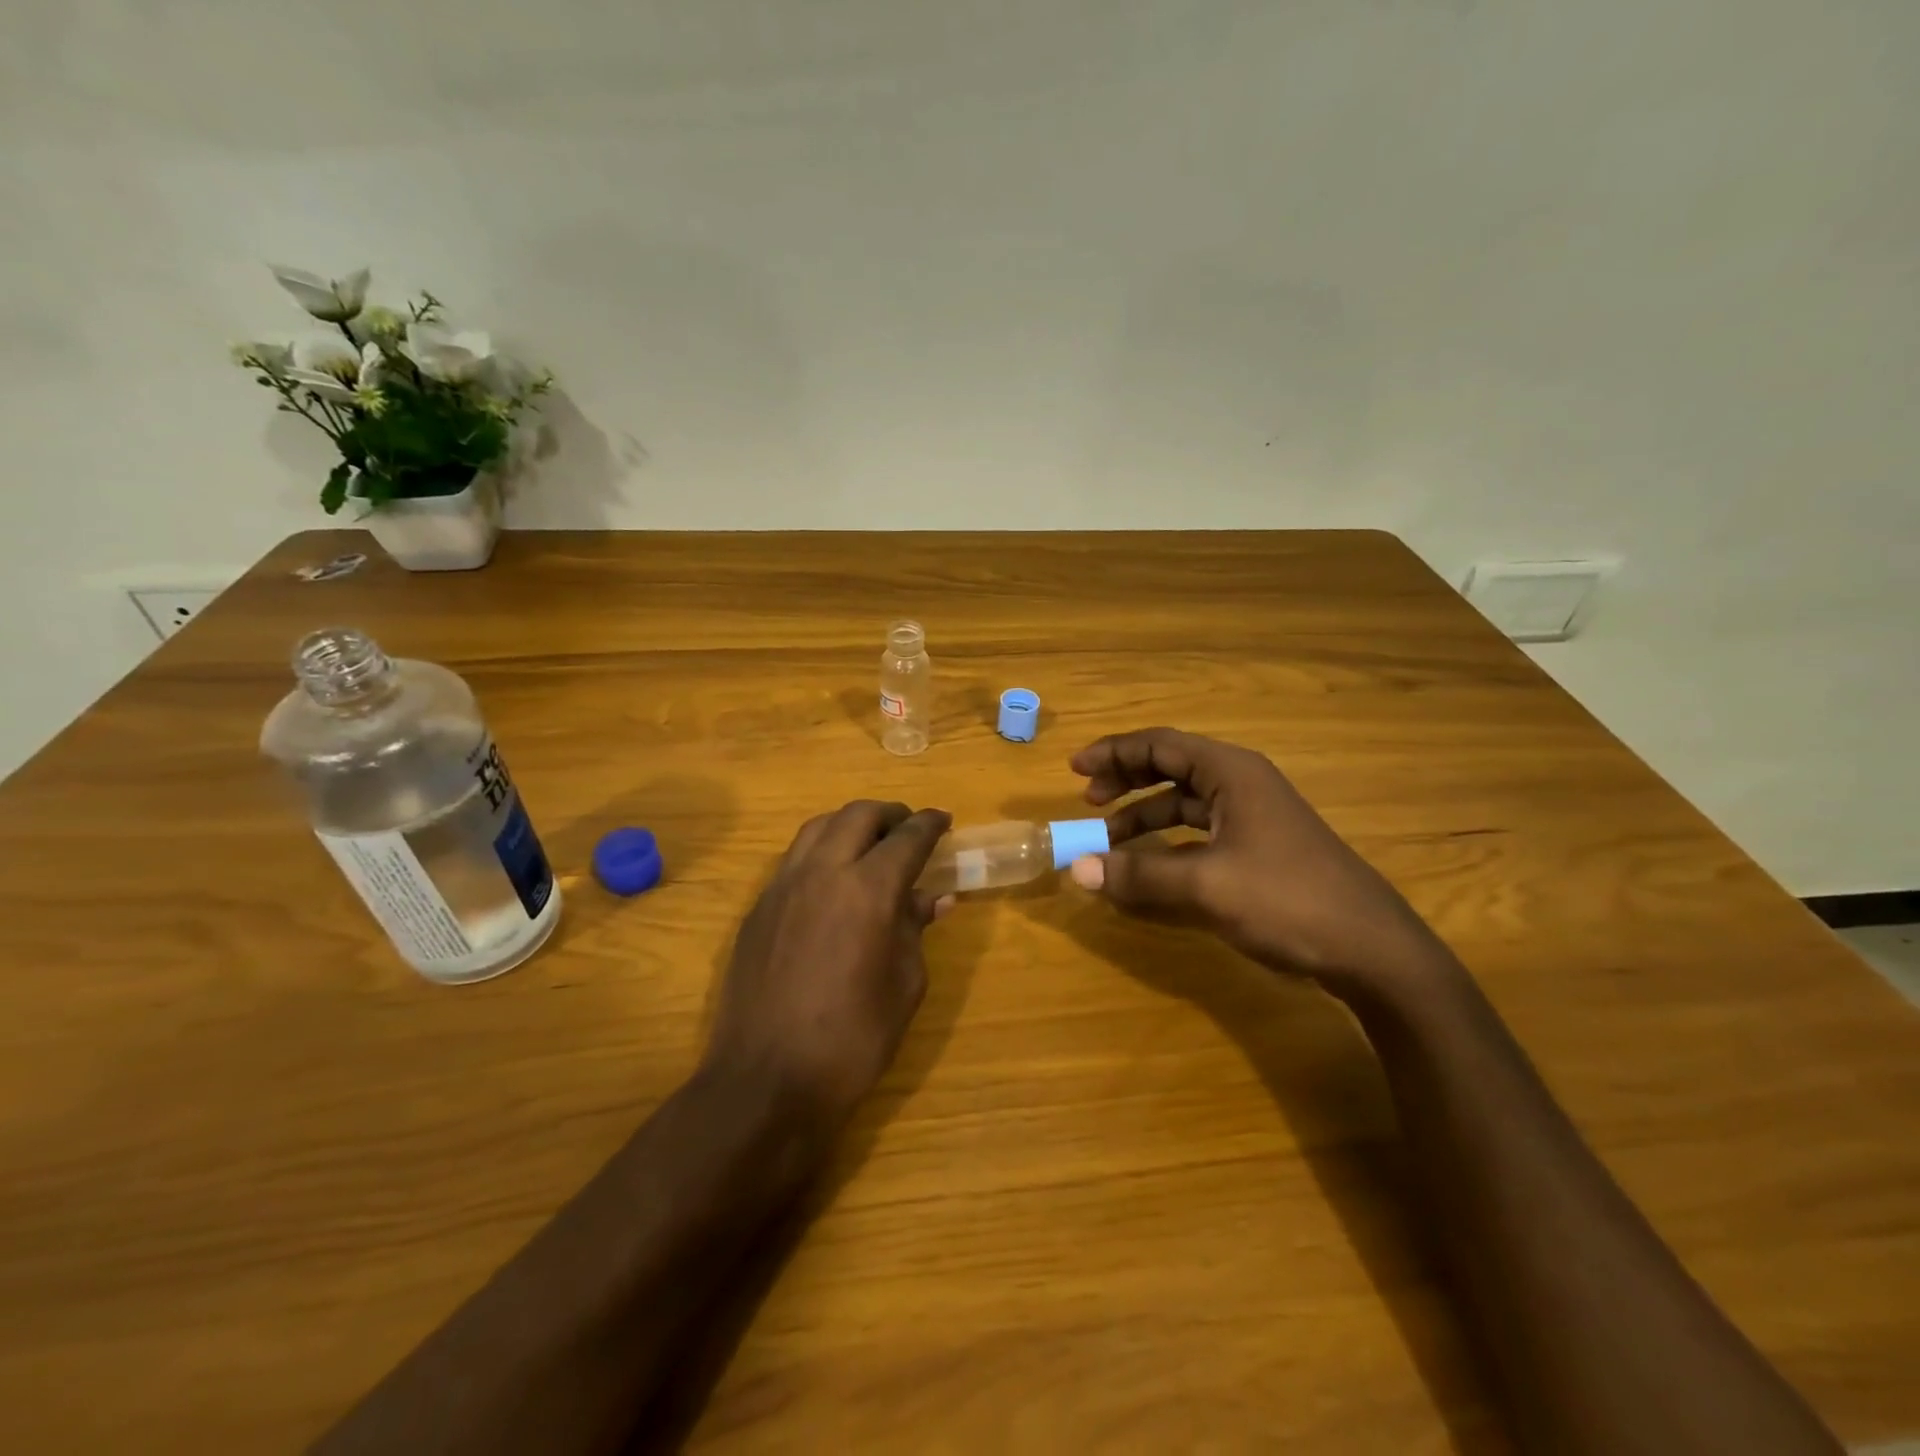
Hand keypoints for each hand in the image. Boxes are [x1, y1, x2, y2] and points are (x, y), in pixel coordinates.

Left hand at [703, 801, 952, 1128]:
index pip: (907, 838)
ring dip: (851, 824)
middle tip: (910, 829)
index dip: (930, 825)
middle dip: (890, 814)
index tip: (944, 821)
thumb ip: (915, 930)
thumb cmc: (851, 1040)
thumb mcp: (903, 986)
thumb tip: (932, 898)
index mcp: (868, 890)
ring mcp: (783, 886)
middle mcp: (822, 872)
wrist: (766, 1081)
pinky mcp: (758, 908)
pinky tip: (833, 880)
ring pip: (819, 827)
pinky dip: (822, 851)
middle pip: (858, 815)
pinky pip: (794, 858)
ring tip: (871, 844)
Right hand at [1068, 728, 1453, 996]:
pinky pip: (1200, 831)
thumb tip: (1076, 870)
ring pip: (1184, 802)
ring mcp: (1254, 817)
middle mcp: (1242, 784)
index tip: (1074, 770)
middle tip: (1086, 800)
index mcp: (1231, 773)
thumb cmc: (1288, 900)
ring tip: (1107, 837)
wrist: (1373, 950)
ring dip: (1144, 815)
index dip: (1114, 753)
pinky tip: (1150, 867)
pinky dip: (1167, 842)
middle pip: (1171, 767)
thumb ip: (1138, 875)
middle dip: (1126, 780)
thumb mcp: (1205, 886)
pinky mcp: (1260, 848)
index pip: (1160, 745)